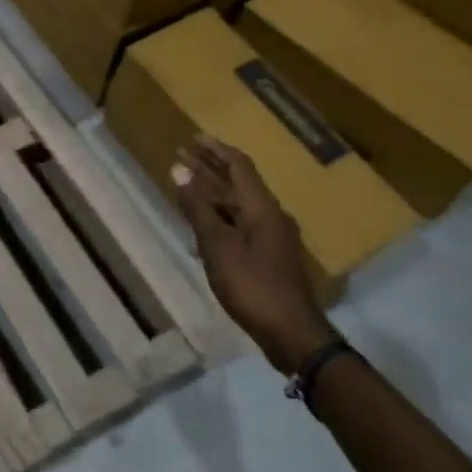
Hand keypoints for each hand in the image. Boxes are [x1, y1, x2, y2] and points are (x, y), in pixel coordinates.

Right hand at [172, 136, 333, 375]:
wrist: (292, 334)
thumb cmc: (252, 286)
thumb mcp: (218, 246)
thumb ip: (198, 208)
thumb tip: (179, 171)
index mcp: (262, 209)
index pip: (239, 166)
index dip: (215, 150)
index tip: (193, 137)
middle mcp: (271, 217)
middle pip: (238, 184)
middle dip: (210, 168)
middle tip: (182, 154)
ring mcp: (272, 238)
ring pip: (238, 205)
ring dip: (213, 192)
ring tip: (186, 183)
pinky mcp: (268, 258)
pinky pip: (240, 225)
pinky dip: (218, 216)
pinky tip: (201, 224)